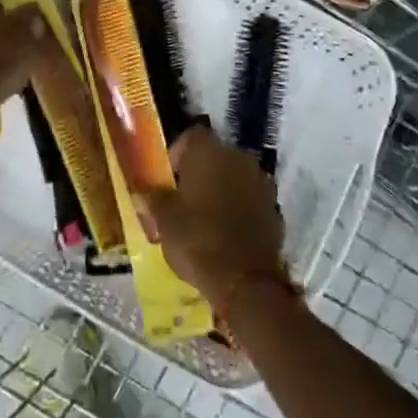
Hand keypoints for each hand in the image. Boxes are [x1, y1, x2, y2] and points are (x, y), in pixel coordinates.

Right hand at [144, 124, 285, 304]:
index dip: (177, 152)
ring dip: (221, 188)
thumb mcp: (165, 221)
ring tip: (205, 215)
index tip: (167, 177)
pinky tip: (226, 230)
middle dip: (199, 171)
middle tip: (183, 197)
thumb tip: (143, 191)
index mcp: (209, 152)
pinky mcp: (274, 207)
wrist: (246, 282)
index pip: (191, 135)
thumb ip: (154, 199)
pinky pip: (250, 198)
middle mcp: (238, 158)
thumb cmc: (198, 241)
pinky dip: (239, 207)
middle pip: (215, 154)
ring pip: (234, 176)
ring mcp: (260, 181)